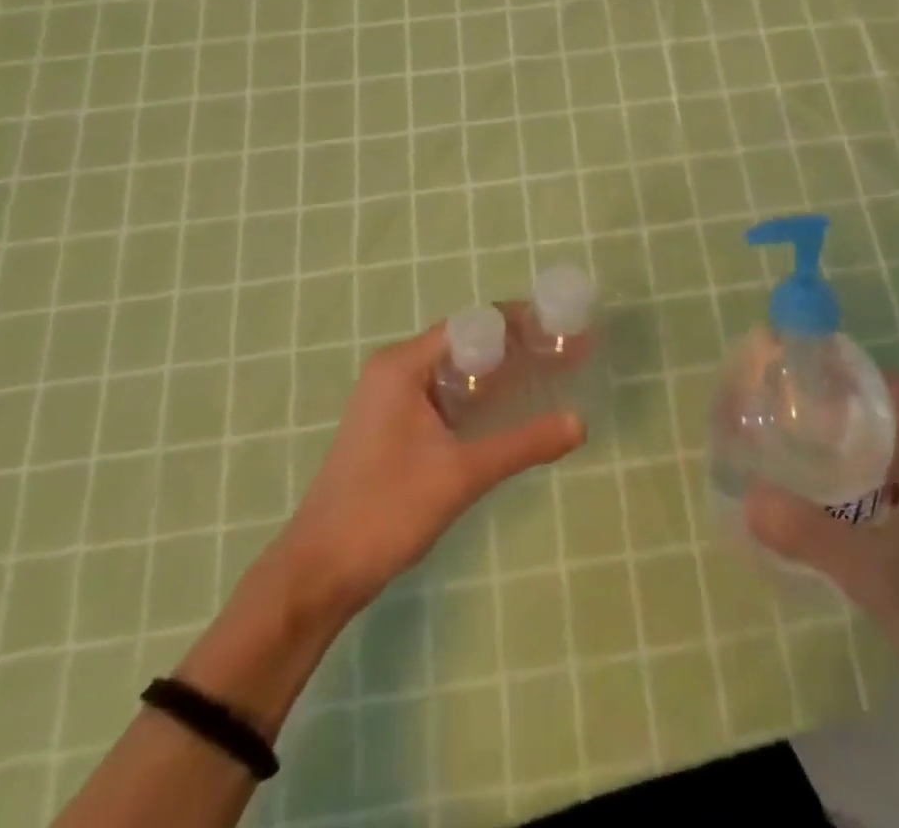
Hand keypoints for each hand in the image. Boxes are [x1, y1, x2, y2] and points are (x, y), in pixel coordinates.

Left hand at [278, 322, 584, 618]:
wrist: (317, 574)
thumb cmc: (385, 511)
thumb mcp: (462, 475)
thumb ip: (523, 444)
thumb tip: (581, 423)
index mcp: (403, 365)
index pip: (473, 324)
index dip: (521, 324)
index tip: (562, 330)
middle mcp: (395, 369)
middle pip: (466, 342)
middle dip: (517, 346)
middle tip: (565, 353)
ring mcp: (391, 397)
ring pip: (456, 370)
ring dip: (500, 371)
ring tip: (549, 374)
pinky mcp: (393, 424)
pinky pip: (445, 393)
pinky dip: (479, 395)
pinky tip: (510, 409)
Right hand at [744, 376, 898, 707]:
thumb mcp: (876, 572)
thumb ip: (811, 534)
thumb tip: (748, 497)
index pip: (886, 389)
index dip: (843, 372)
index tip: (794, 370)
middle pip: (876, 418)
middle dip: (828, 409)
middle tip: (774, 407)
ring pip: (875, 456)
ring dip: (834, 447)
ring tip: (781, 444)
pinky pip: (876, 490)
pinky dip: (844, 484)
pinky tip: (810, 501)